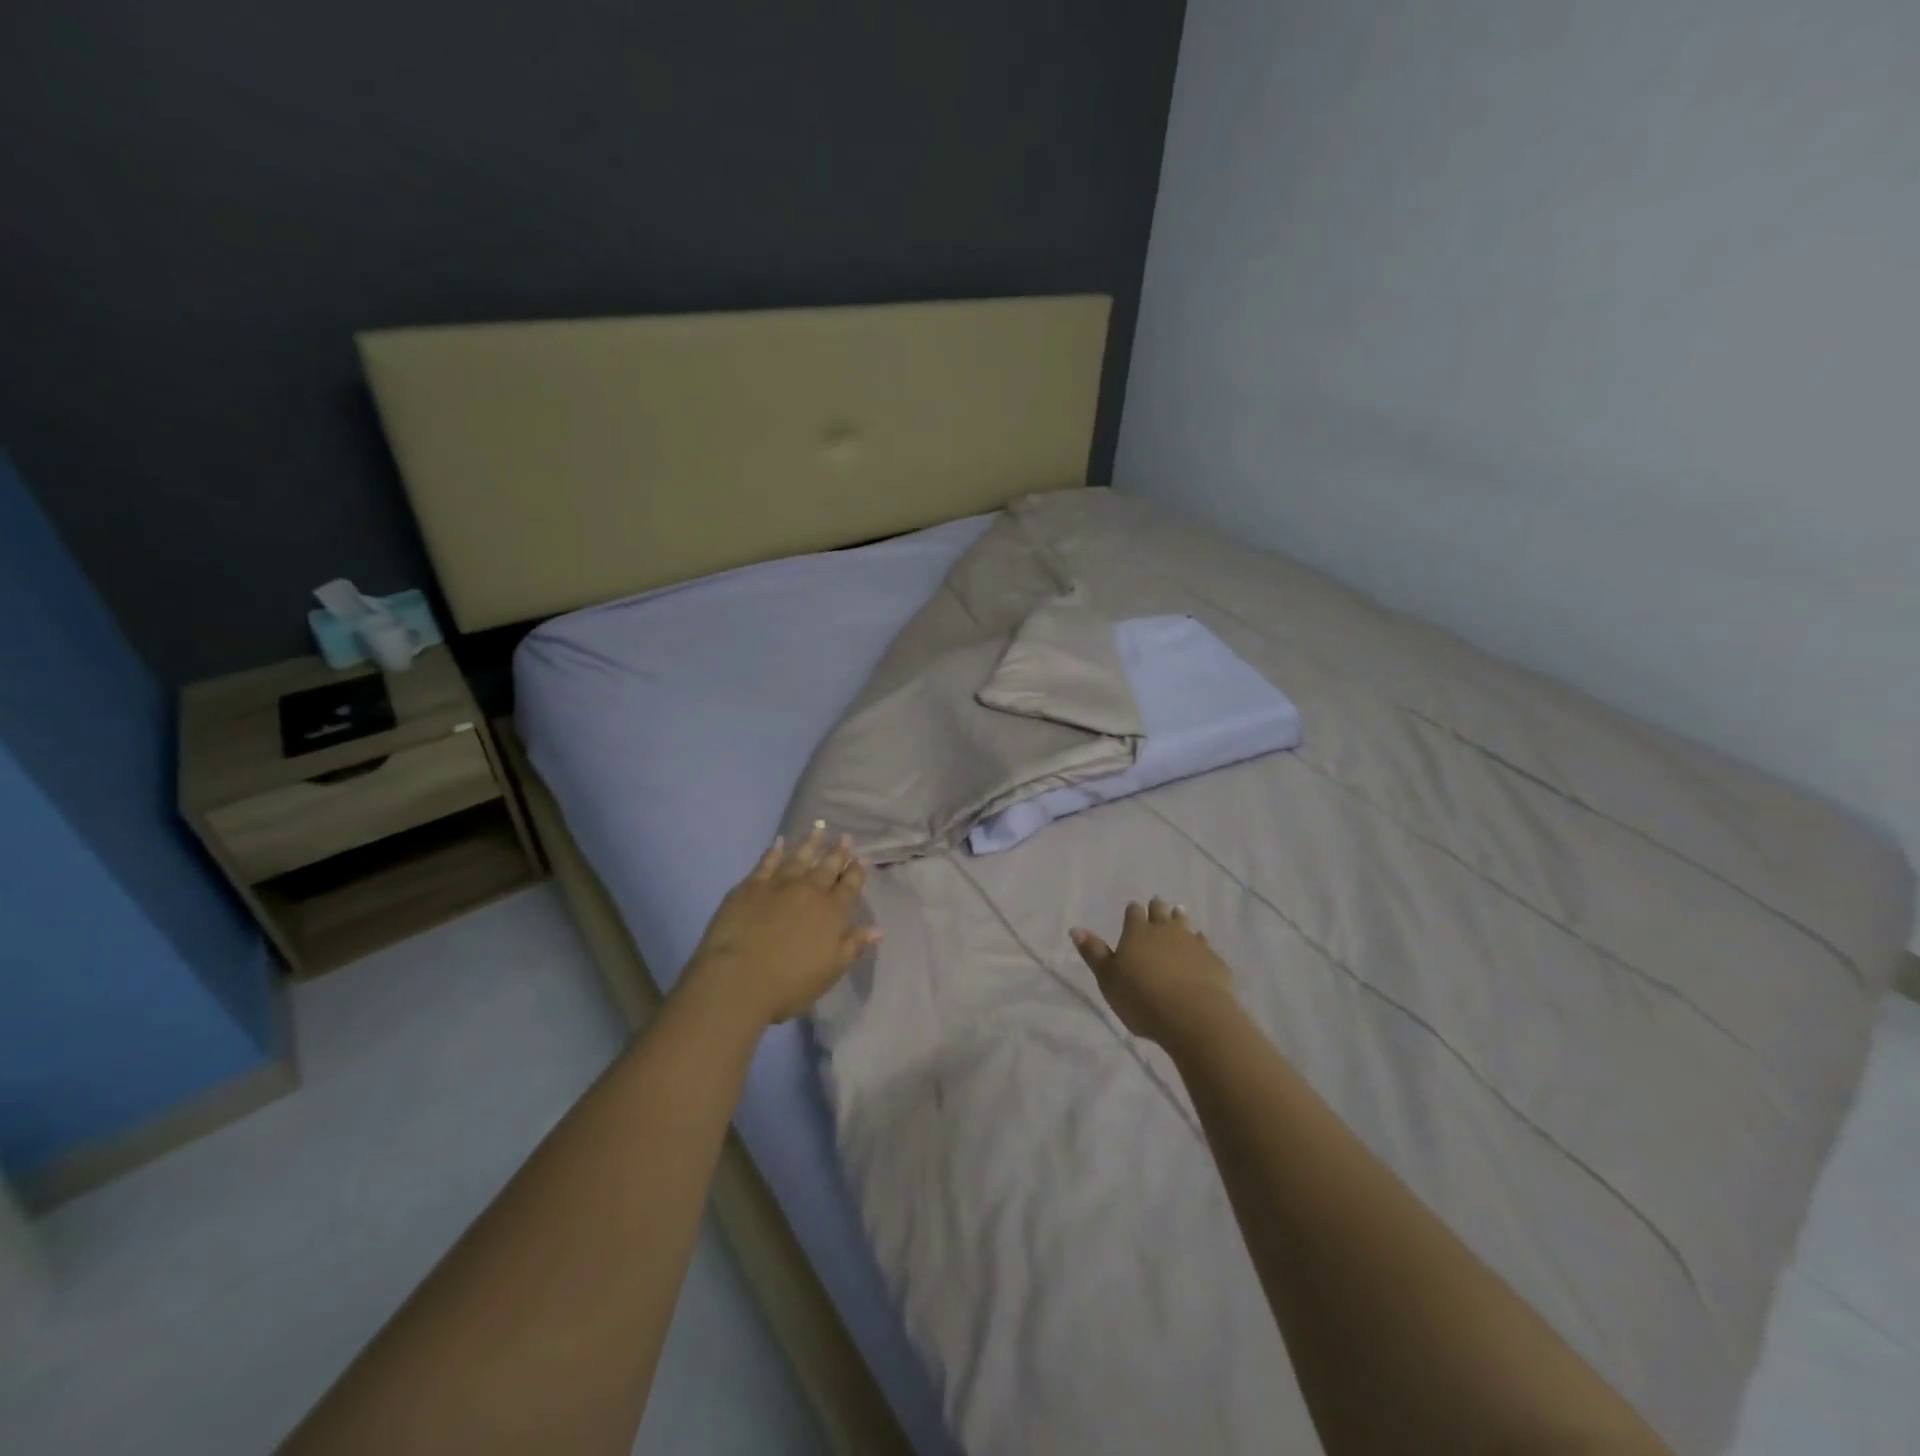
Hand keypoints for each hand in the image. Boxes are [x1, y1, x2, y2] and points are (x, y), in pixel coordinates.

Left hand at [684, 823, 880, 1026]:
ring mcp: (779, 884)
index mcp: (833, 912)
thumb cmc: (789, 983)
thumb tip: (877, 929)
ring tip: (819, 829)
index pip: (850, 886)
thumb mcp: (830, 971)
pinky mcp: (751, 886)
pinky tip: (779, 842)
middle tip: (846, 838)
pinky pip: (767, 862)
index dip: (857, 872)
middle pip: (828, 867)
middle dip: (838, 852)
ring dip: (811, 843)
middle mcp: (810, 891)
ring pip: (800, 857)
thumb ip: (853, 946)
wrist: (738, 978)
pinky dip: (775, 851)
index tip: (861, 859)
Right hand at [1071, 898, 1235, 1045]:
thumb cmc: (1142, 998)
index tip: (1132, 909)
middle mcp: (1165, 931)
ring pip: (1184, 923)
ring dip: (1180, 918)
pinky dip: (1200, 943)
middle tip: (1156, 905)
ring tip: (1179, 914)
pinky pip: (1205, 944)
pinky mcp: (1213, 960)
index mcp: (1137, 933)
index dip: (1132, 911)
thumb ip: (1094, 953)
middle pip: (1160, 912)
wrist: (1194, 1016)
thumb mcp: (1108, 979)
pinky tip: (1201, 947)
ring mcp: (1192, 943)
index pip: (1133, 913)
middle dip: (1157, 908)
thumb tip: (1076, 929)